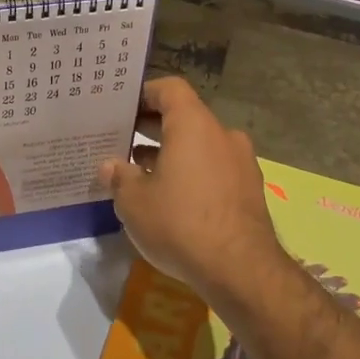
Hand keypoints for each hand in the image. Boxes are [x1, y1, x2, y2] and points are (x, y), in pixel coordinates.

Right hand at [98, 78, 285, 304]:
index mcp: (193, 125)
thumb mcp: (134, 201)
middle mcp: (222, 135)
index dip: (143, 94)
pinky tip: (171, 199)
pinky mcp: (249, 190)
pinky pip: (214, 169)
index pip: (169, 89)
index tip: (122, 110)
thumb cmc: (180, 223)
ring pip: (200, 146)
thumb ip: (119, 176)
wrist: (240, 270)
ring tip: (142, 175)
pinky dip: (192, 174)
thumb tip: (110, 166)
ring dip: (172, 154)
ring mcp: (241, 163)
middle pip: (184, 118)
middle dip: (153, 129)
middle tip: (122, 143)